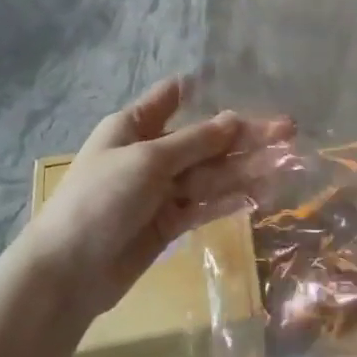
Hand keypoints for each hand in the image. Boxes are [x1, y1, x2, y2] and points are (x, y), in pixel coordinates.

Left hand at [15, 78, 294, 320]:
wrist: (68, 273)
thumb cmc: (101, 200)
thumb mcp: (148, 160)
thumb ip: (196, 142)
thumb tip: (234, 119)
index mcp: (133, 126)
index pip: (171, 98)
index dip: (203, 90)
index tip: (242, 83)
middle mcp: (150, 153)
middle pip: (204, 139)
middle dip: (244, 135)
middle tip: (288, 129)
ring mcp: (160, 191)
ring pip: (211, 174)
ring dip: (246, 167)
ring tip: (287, 161)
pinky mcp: (168, 224)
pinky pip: (205, 205)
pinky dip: (230, 199)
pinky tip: (262, 192)